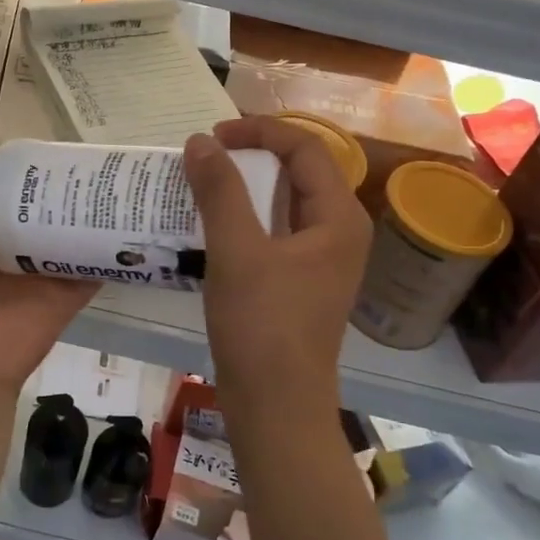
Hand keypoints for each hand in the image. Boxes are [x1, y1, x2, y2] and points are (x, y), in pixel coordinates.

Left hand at [0, 146, 97, 401]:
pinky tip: (132, 219)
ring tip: (117, 178)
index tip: (42, 145)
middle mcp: (2, 255)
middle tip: (90, 156)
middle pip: (36, 214)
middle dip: (57, 189)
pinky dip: (109, 250)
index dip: (15, 172)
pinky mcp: (65, 297)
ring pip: (66, 238)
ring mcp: (36, 278)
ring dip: (86, 215)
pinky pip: (91, 269)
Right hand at [183, 117, 372, 435]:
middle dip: (254, 154)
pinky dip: (247, 216)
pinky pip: (277, 231)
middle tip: (208, 153)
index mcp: (338, 217)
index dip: (259, 131)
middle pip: (300, 171)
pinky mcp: (302, 281)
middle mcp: (339, 231)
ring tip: (204, 180)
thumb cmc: (262, 326)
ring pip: (287, 202)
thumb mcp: (237, 251)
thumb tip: (200, 141)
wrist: (276, 408)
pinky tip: (213, 222)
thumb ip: (220, 190)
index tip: (214, 136)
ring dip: (248, 185)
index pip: (305, 148)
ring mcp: (322, 259)